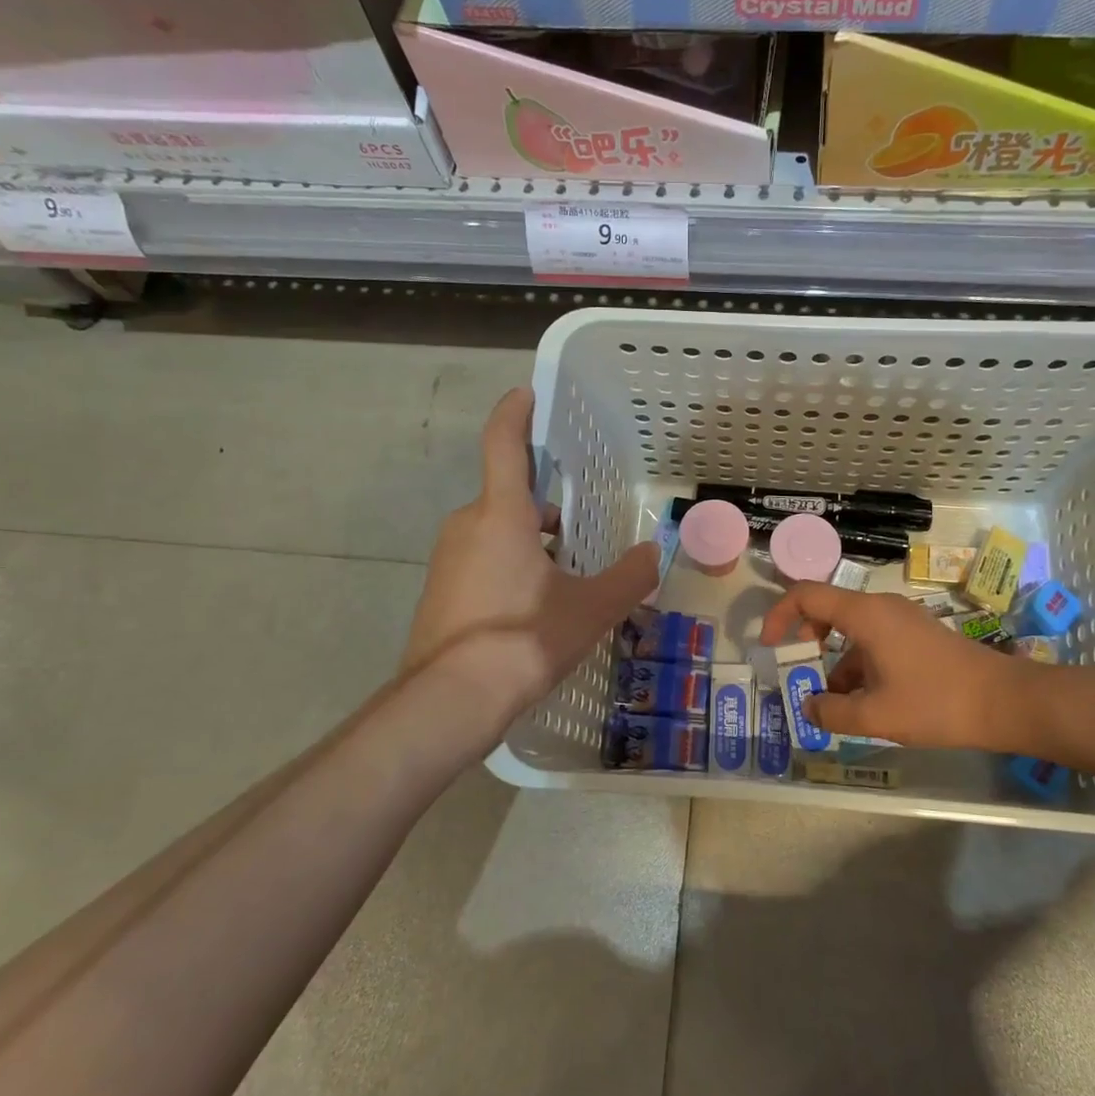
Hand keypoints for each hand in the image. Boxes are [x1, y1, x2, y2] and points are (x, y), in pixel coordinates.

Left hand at [402, 388, 656, 732]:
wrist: (450, 701)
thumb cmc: (524, 639)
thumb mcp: (590, 609)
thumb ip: (628, 577)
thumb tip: (655, 554)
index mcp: (501, 514)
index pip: (504, 443)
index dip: (516, 413)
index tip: (527, 394)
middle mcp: (467, 525)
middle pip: (508, 496)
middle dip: (544, 505)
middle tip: (581, 526)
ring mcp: (447, 559)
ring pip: (495, 531)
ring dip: (529, 540)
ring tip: (567, 575)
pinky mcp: (440, 592)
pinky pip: (480, 561)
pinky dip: (509, 567)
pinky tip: (534, 607)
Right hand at [759, 582, 1042, 751]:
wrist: (1005, 702)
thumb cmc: (935, 702)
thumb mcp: (875, 715)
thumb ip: (831, 713)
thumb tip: (808, 707)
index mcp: (865, 614)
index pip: (806, 595)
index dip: (779, 615)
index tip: (770, 646)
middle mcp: (880, 607)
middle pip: (827, 609)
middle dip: (805, 642)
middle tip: (800, 675)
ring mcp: (902, 619)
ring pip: (851, 630)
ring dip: (834, 661)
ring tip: (833, 703)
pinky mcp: (917, 635)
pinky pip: (873, 641)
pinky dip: (858, 665)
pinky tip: (864, 702)